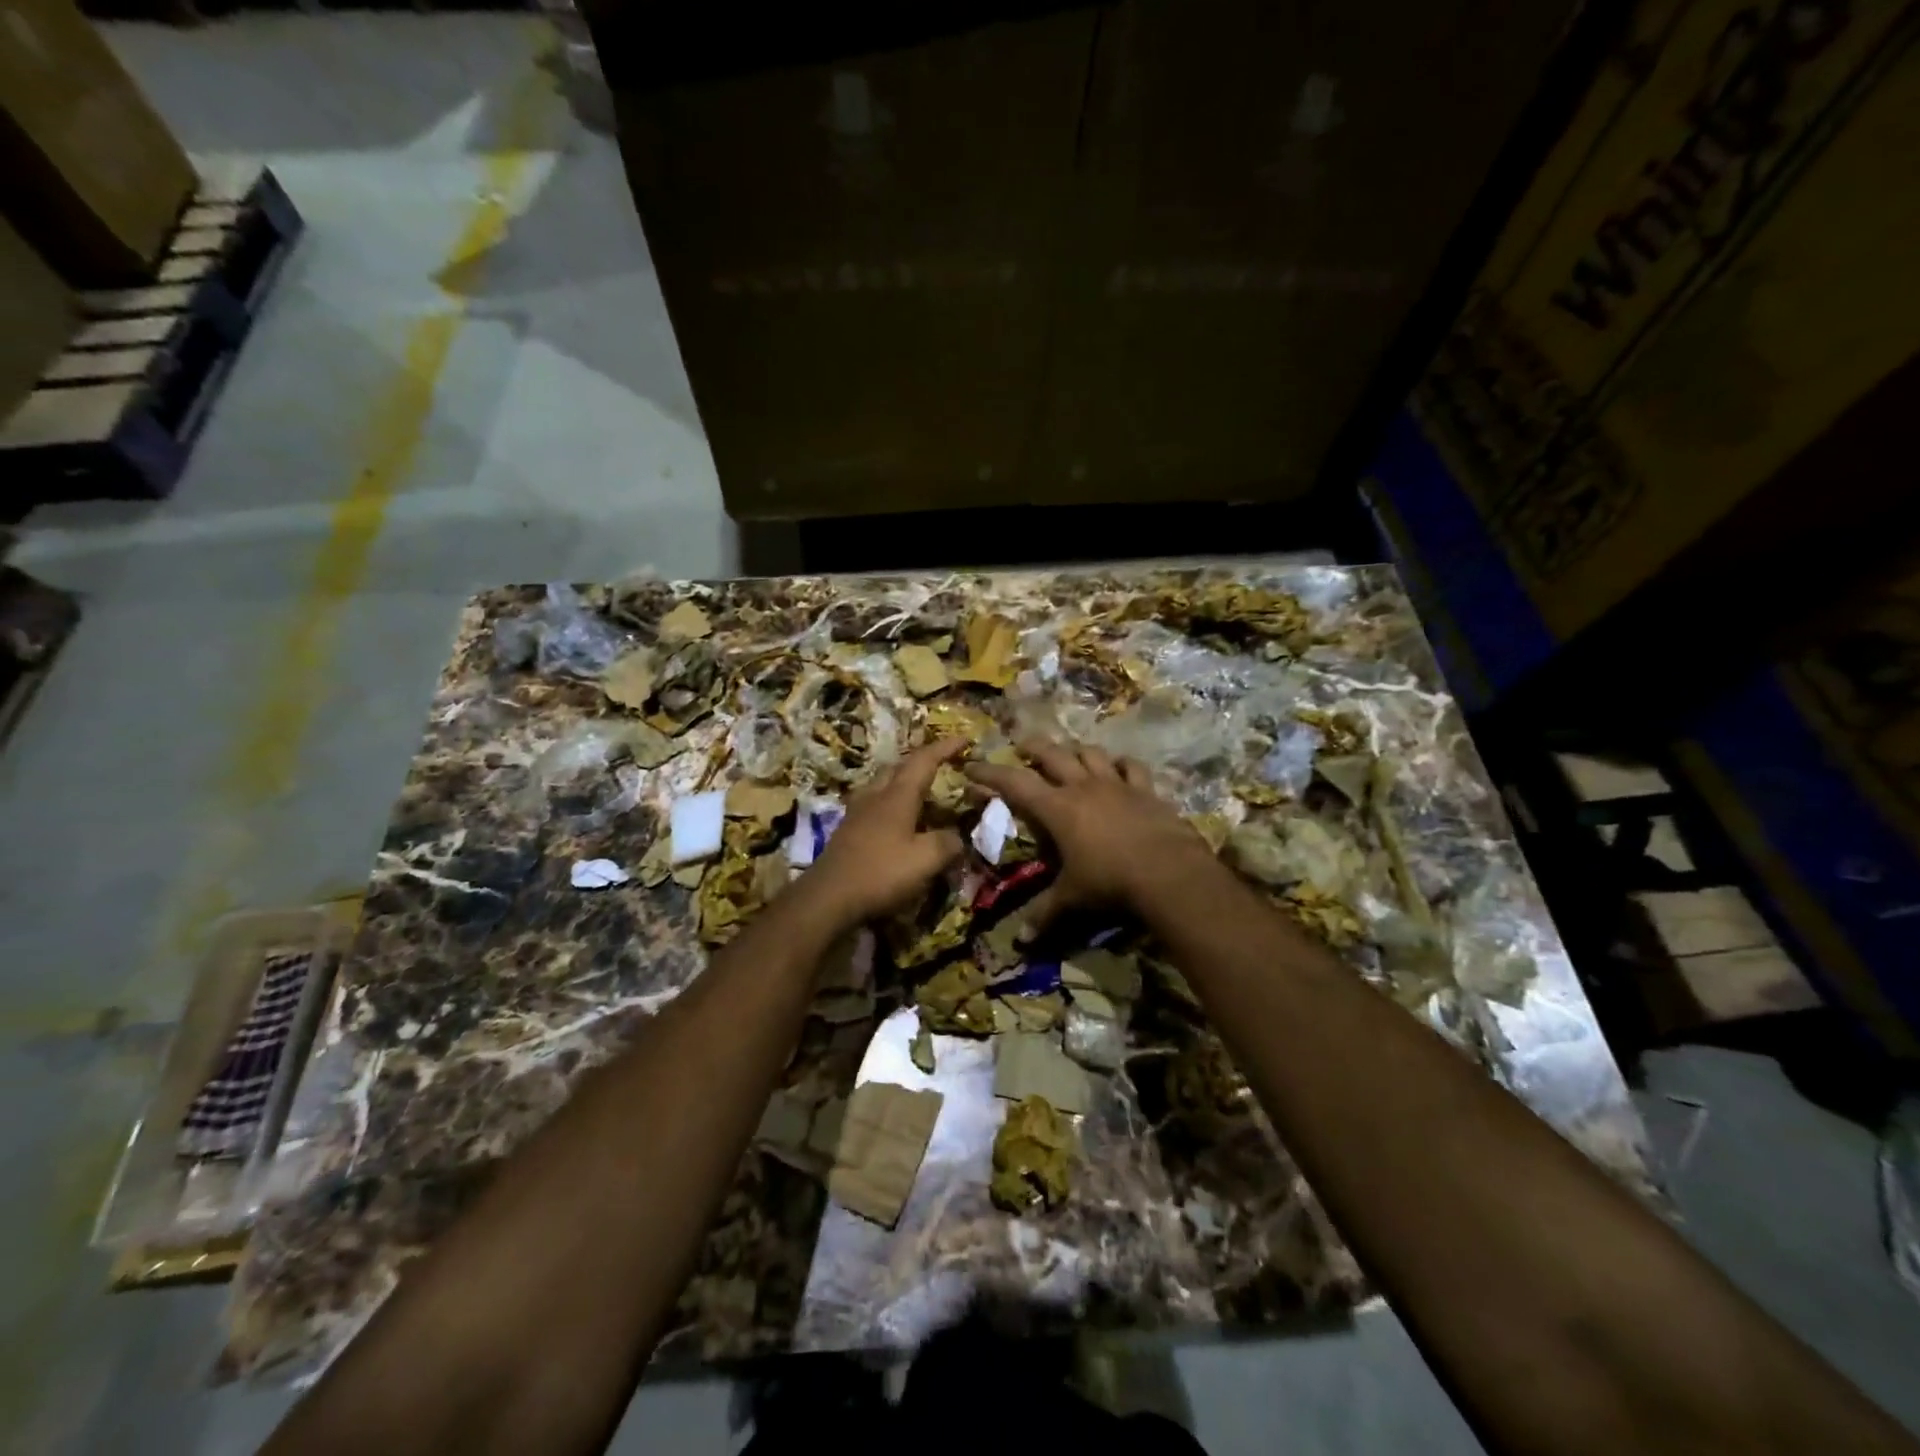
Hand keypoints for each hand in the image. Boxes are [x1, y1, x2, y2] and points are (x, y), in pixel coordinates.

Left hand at [807, 738, 967, 926]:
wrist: (827, 897)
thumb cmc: (880, 873)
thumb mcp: (926, 861)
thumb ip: (948, 844)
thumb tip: (959, 837)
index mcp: (897, 796)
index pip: (924, 761)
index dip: (945, 748)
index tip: (964, 739)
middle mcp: (875, 796)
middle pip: (899, 768)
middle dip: (921, 762)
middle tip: (942, 766)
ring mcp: (857, 812)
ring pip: (883, 785)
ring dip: (903, 782)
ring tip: (921, 793)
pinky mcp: (847, 831)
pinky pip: (874, 805)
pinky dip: (891, 804)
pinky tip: (896, 821)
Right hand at [966, 737, 1209, 936]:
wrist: (1168, 872)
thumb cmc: (1110, 881)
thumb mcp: (1072, 898)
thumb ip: (1045, 913)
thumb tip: (1020, 940)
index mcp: (1057, 808)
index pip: (1014, 782)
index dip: (990, 773)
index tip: (971, 766)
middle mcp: (1083, 787)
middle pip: (1052, 755)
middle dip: (1033, 748)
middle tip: (1021, 747)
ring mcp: (1117, 784)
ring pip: (1090, 753)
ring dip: (1075, 750)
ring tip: (1068, 752)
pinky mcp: (1146, 790)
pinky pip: (1132, 766)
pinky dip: (1121, 763)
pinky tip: (1119, 766)